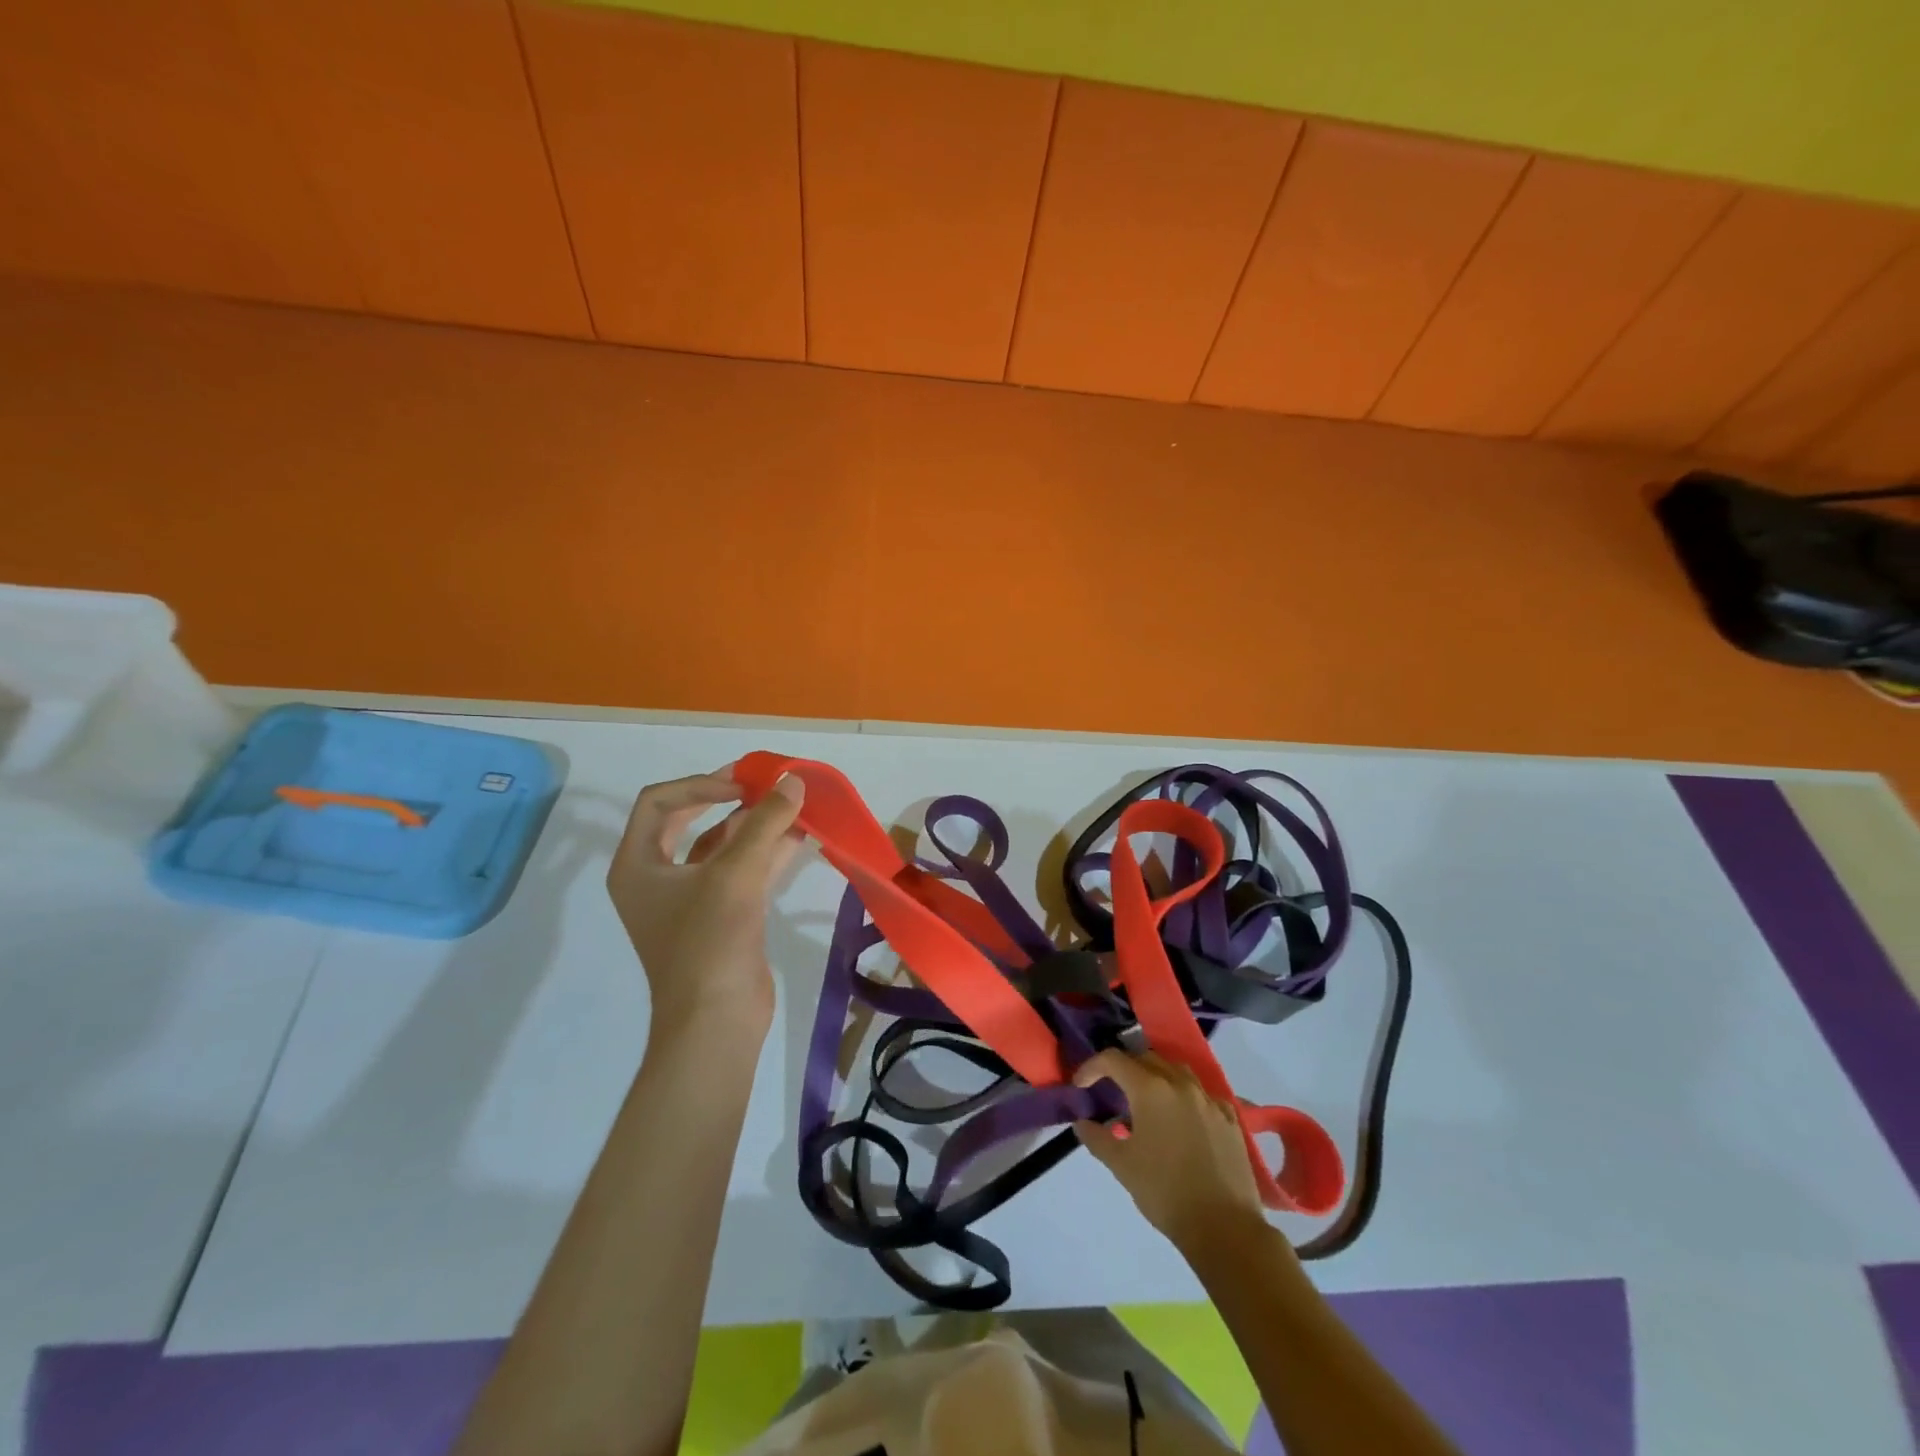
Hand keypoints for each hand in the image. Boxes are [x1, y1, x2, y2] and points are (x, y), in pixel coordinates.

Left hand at [607, 769, 805, 1035]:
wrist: (717, 1021)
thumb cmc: (710, 941)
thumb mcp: (736, 873)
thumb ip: (765, 821)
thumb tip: (793, 781)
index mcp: (637, 865)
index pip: (659, 802)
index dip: (700, 784)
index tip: (742, 787)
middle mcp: (656, 878)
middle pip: (687, 820)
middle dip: (726, 799)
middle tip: (761, 783)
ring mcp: (688, 900)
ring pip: (719, 847)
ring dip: (752, 825)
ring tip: (788, 805)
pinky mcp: (719, 918)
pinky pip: (739, 872)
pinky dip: (766, 852)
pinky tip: (798, 837)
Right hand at [1073, 1049, 1268, 1252]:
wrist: (1224, 1227)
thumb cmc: (1165, 1192)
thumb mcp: (1121, 1166)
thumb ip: (1097, 1138)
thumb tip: (1082, 1122)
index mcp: (1150, 1089)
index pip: (1113, 1060)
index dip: (1092, 1067)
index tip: (1081, 1085)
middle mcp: (1180, 1083)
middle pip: (1145, 1058)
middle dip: (1124, 1069)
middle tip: (1112, 1092)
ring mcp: (1209, 1098)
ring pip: (1176, 1071)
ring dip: (1156, 1077)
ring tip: (1147, 1102)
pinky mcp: (1230, 1117)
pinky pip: (1202, 1094)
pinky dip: (1186, 1097)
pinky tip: (1183, 1119)